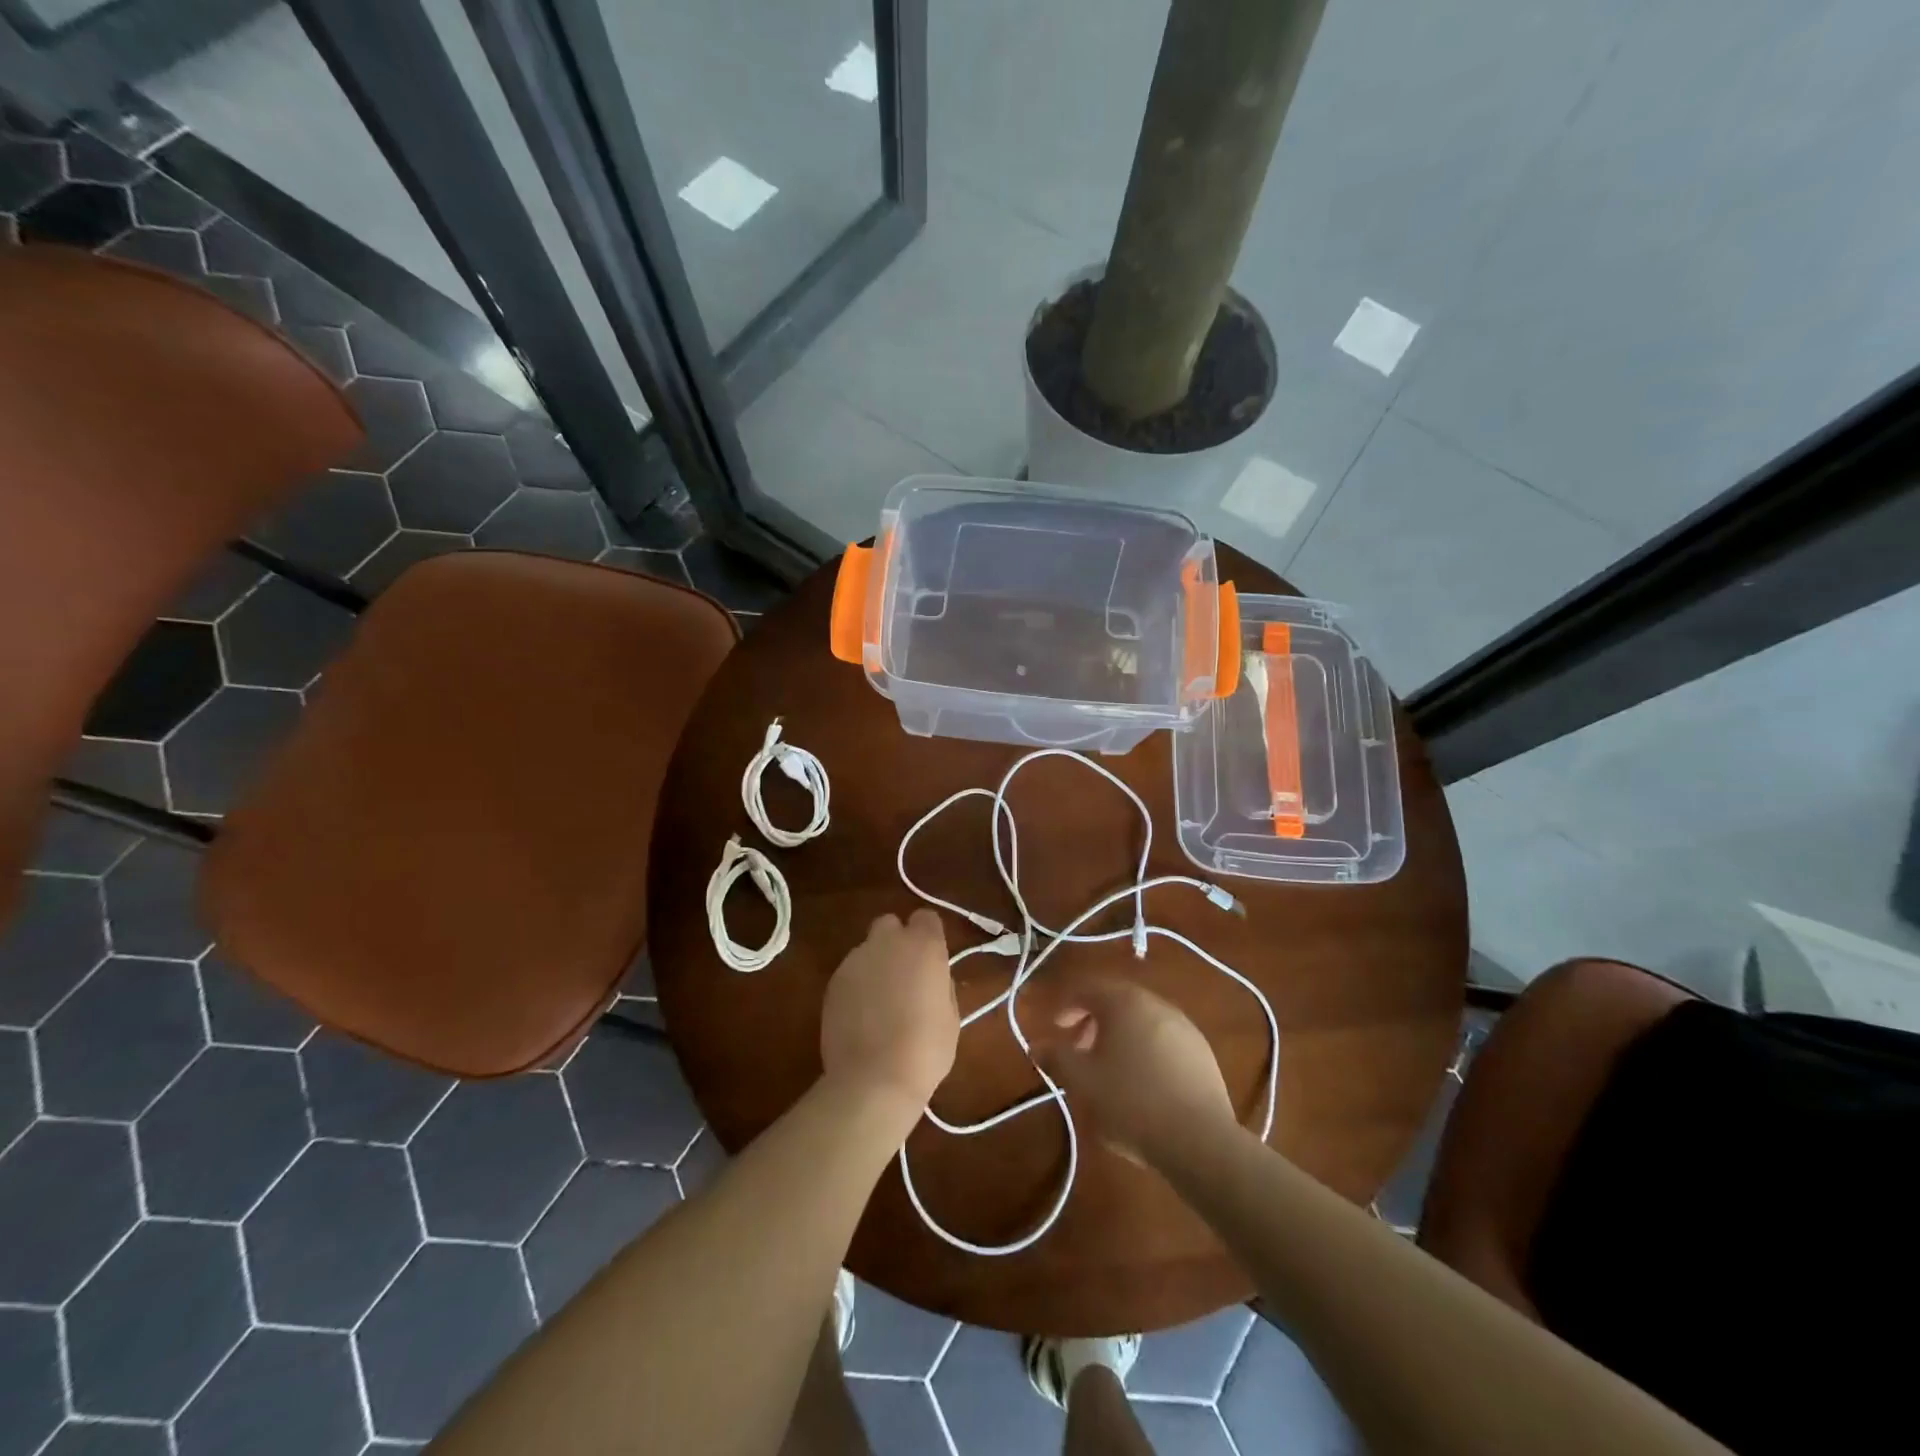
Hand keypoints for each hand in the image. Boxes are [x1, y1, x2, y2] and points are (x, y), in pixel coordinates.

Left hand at [820, 910, 958, 1120]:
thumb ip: (941, 984)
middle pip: (890, 924)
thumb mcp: (951, 1016)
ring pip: (867, 949)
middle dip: (896, 941)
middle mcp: (887, 943)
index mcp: (923, 946)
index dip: (929, 935)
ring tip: (880, 1002)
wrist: (873, 1079)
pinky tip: (861, 1016)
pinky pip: (850, 973)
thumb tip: (932, 978)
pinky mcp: (833, 982)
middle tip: (904, 975)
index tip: (931, 959)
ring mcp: (855, 960)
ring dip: (875, 964)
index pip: (926, 917)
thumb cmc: (925, 1049)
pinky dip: (857, 985)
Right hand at [1036, 974, 1236, 1166]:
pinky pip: (1163, 1038)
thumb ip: (1057, 1057)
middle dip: (1094, 1020)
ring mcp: (1184, 1026)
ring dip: (1120, 1035)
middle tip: (1079, 1049)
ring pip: (1142, 1019)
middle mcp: (1156, 1004)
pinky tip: (1142, 1080)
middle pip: (1118, 1001)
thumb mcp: (1083, 1082)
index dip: (1068, 1005)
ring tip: (1110, 1068)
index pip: (1089, 989)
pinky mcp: (1202, 1051)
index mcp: (1125, 1002)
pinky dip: (1145, 1048)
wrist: (1199, 1140)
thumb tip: (1038, 1045)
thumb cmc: (1131, 1102)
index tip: (1056, 1028)